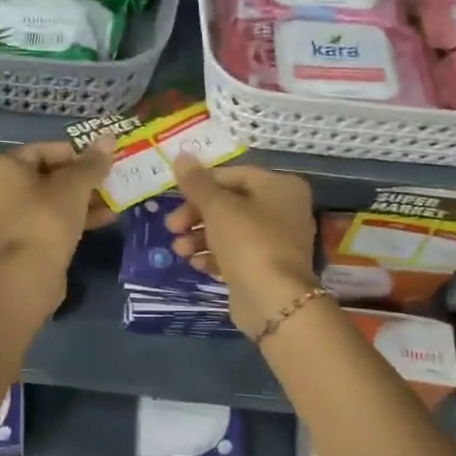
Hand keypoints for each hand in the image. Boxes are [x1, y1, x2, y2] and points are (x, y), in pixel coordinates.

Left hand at [0, 137, 115, 315]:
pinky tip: (101, 222)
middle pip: (44, 177)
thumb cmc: (46, 219)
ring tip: (111, 204)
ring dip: (78, 201)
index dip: (75, 154)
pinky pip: (42, 223)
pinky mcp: (11, 244)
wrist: (25, 276)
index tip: (100, 162)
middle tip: (107, 183)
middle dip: (79, 181)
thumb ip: (92, 163)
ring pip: (45, 202)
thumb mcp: (75, 186)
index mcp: (0, 167)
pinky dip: (68, 220)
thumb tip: (109, 138)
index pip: (42, 149)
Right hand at [165, 156, 319, 335]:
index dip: (202, 184)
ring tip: (179, 250)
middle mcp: (283, 210)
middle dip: (196, 215)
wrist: (274, 300)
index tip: (176, 196)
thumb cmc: (248, 242)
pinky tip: (195, 263)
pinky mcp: (265, 268)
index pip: (234, 175)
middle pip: (230, 204)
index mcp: (280, 187)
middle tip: (171, 226)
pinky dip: (214, 256)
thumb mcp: (217, 207)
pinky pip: (235, 254)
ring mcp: (276, 241)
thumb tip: (181, 155)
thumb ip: (197, 183)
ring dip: (199, 237)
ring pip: (230, 231)